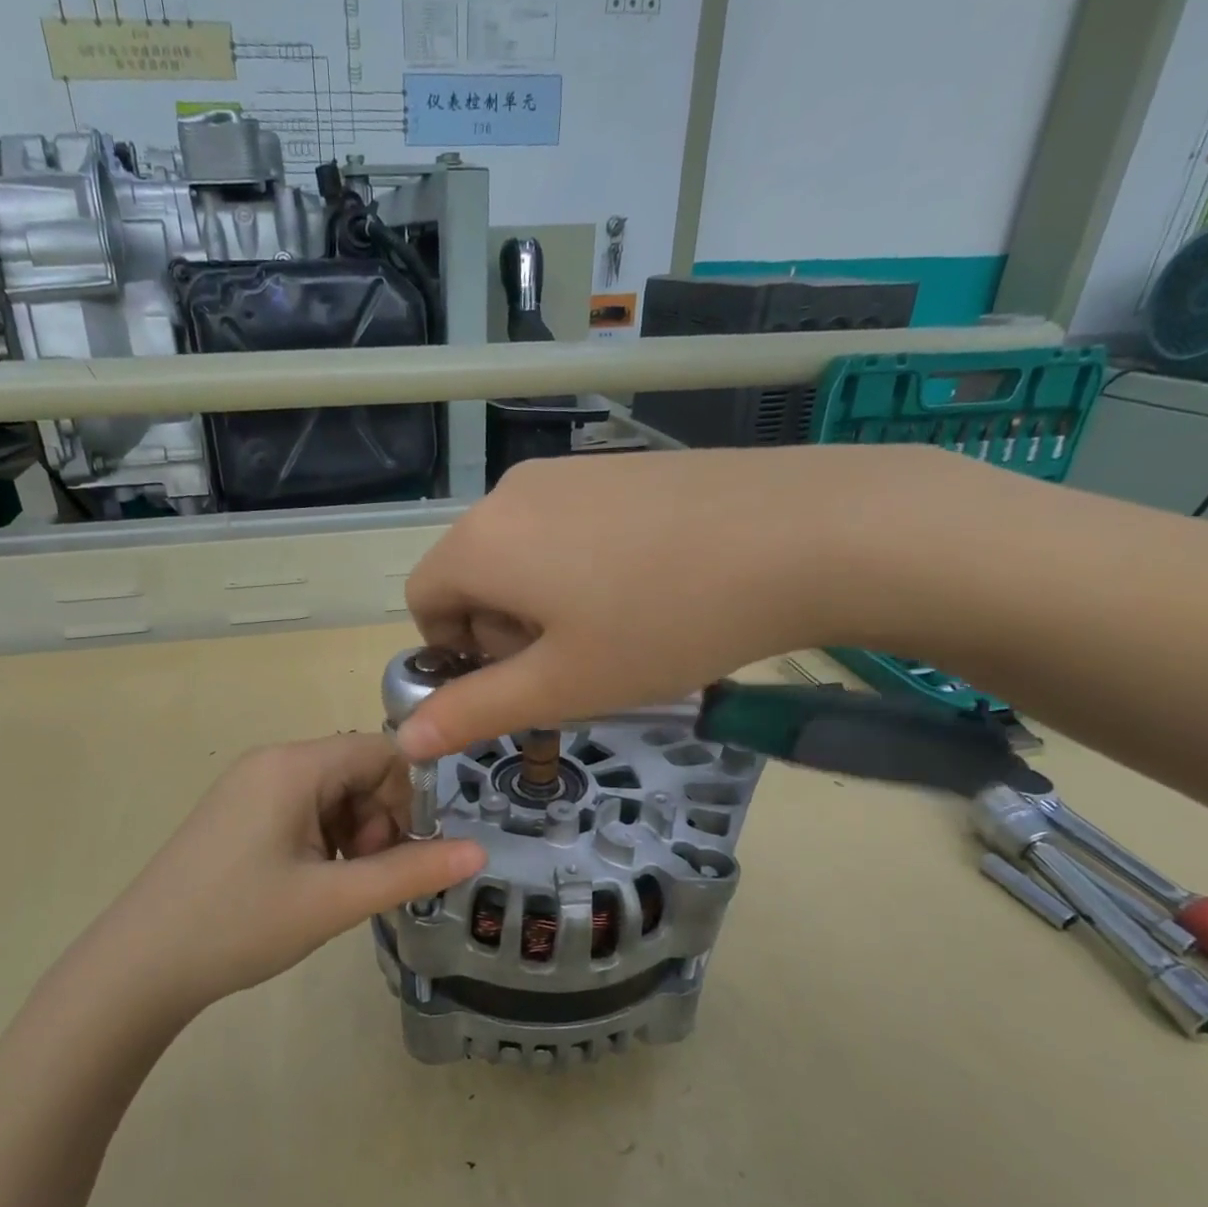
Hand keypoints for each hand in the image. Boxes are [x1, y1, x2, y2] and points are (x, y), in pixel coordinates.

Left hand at [90, 735, 484, 1009]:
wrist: (138, 967)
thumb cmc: (239, 925)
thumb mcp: (335, 901)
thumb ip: (412, 871)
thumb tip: (480, 851)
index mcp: (294, 765)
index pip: (382, 751)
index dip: (410, 797)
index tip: (409, 851)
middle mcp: (272, 761)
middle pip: (358, 771)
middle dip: (380, 821)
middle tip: (369, 878)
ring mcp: (250, 785)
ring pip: (333, 793)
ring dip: (354, 834)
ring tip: (339, 887)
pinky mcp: (238, 812)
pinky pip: (303, 808)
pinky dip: (325, 840)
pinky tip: (313, 883)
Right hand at [399, 446, 993, 757]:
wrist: (804, 534)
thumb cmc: (662, 623)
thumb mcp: (561, 684)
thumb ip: (473, 713)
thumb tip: (403, 740)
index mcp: (481, 541)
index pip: (423, 600)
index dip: (453, 654)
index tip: (517, 681)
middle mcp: (511, 493)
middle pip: (472, 575)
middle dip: (501, 631)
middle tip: (573, 664)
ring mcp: (568, 470)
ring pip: (521, 552)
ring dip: (543, 603)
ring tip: (615, 630)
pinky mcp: (618, 467)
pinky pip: (567, 526)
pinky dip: (580, 568)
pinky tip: (647, 589)